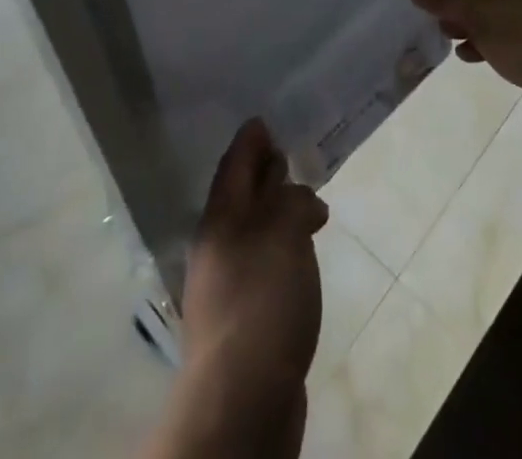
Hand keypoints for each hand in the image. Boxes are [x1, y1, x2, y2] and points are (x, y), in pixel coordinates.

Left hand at [155, 119, 326, 458]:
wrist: (241, 400)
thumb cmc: (262, 300)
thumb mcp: (285, 232)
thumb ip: (294, 202)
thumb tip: (304, 199)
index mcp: (220, 217)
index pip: (235, 165)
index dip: (250, 141)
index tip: (262, 121)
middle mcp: (217, 245)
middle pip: (240, 197)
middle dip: (261, 175)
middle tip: (285, 154)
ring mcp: (226, 286)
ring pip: (252, 233)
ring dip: (274, 214)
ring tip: (302, 204)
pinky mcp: (242, 321)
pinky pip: (262, 265)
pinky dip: (280, 249)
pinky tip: (298, 258)